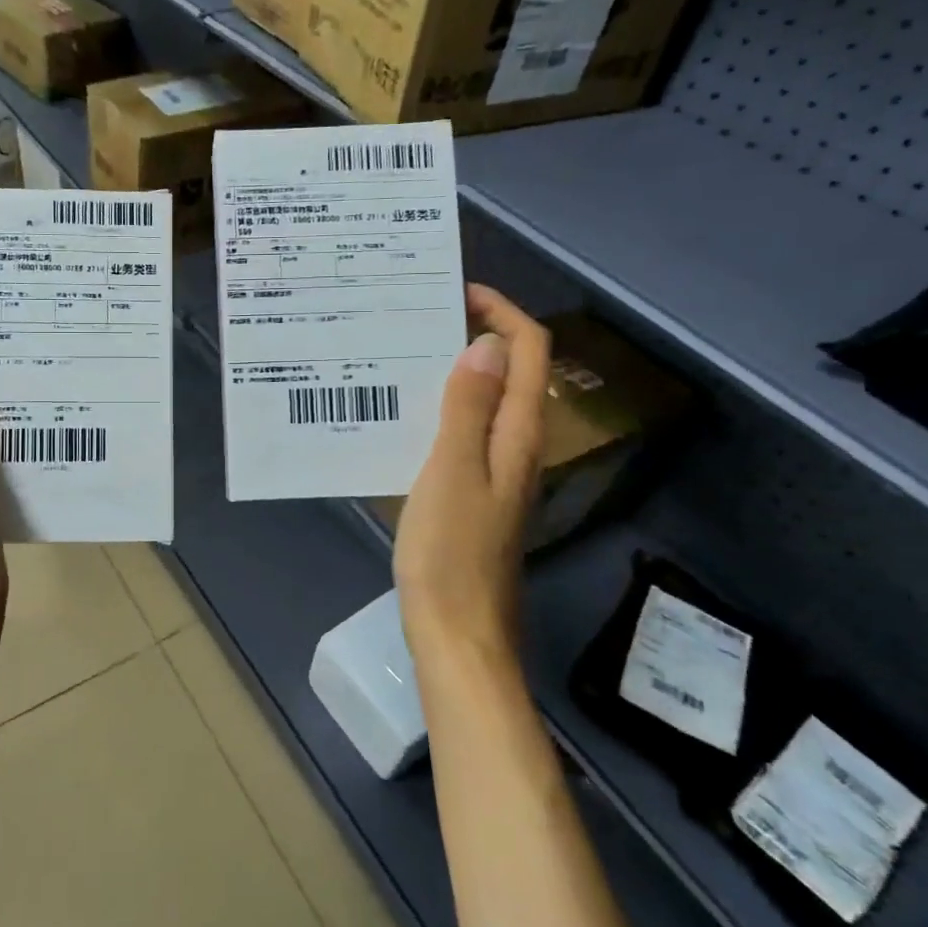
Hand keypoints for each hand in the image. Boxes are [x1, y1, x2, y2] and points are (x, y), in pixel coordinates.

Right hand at [393, 284, 550, 661]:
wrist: (456, 633)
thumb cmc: (450, 553)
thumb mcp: (452, 472)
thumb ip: (469, 408)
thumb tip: (486, 344)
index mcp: (517, 436)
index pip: (528, 353)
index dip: (502, 313)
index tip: (455, 293)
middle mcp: (515, 448)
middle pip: (510, 373)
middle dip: (474, 335)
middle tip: (416, 320)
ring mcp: (494, 474)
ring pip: (483, 403)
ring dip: (453, 372)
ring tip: (402, 357)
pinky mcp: (472, 495)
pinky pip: (462, 433)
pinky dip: (439, 409)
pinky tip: (400, 416)